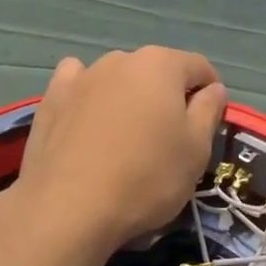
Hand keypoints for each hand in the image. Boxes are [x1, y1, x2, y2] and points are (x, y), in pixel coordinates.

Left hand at [12, 47, 228, 260]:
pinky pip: (78, 83)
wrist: (69, 206)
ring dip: (127, 96)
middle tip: (169, 137)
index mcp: (161, 65)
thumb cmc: (146, 177)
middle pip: (156, 71)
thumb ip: (208, 111)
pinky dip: (87, 94)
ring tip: (126, 135)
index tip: (209, 122)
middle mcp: (121, 59)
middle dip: (167, 95)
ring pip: (117, 77)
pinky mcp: (52, 97)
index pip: (198, 67)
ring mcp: (83, 75)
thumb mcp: (196, 149)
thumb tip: (213, 88)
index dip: (210, 92)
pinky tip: (86, 118)